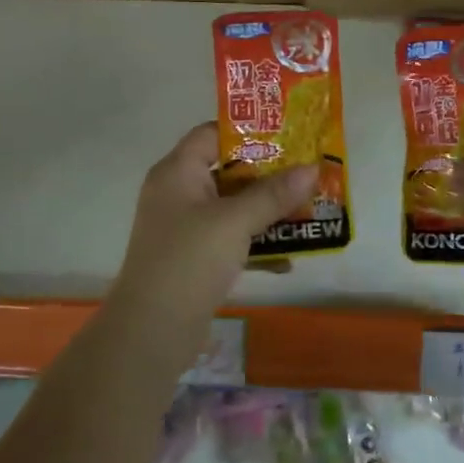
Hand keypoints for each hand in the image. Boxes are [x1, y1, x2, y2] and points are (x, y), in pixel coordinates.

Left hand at [113, 123, 317, 313]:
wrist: (151, 331)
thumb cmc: (190, 260)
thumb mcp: (235, 221)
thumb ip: (273, 195)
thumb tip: (312, 169)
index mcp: (177, 172)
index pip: (212, 134)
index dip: (249, 132)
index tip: (289, 135)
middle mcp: (178, 193)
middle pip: (228, 171)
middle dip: (269, 175)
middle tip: (308, 173)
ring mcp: (185, 228)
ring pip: (233, 208)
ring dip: (268, 212)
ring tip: (308, 211)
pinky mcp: (194, 258)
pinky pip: (231, 240)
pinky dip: (256, 245)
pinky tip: (289, 259)